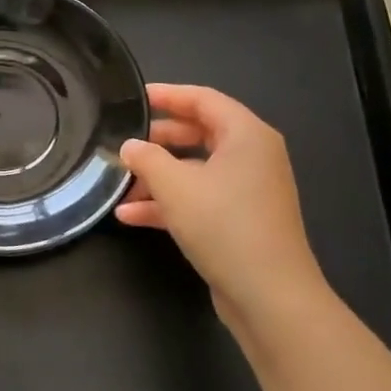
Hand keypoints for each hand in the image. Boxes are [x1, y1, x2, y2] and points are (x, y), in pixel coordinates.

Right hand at [117, 84, 327, 328]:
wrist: (269, 295)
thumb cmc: (223, 225)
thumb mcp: (174, 186)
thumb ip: (146, 158)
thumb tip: (130, 146)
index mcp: (247, 135)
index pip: (203, 99)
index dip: (167, 95)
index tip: (133, 98)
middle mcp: (252, 157)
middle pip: (199, 133)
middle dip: (158, 140)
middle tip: (124, 143)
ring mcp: (248, 190)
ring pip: (196, 170)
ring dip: (158, 177)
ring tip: (120, 186)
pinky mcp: (241, 220)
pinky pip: (200, 199)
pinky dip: (169, 203)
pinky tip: (131, 216)